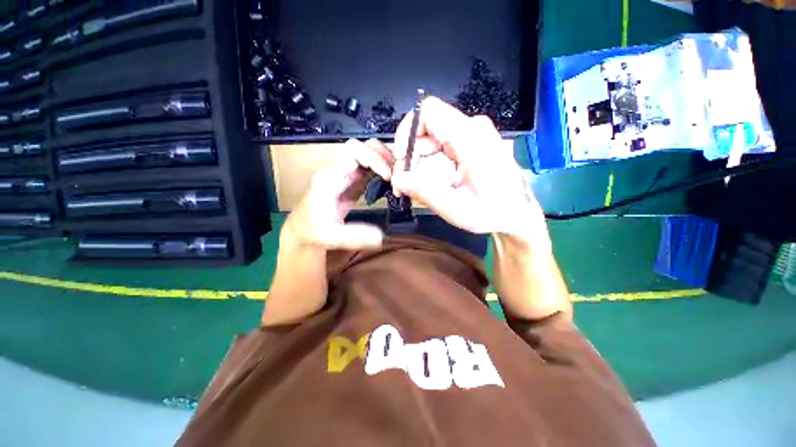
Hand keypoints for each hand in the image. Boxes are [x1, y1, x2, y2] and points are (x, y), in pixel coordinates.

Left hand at [282, 139, 393, 249]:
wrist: (305, 229)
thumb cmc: (313, 231)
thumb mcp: (332, 236)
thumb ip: (355, 235)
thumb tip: (381, 235)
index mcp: (331, 177)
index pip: (353, 153)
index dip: (374, 160)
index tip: (389, 177)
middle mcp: (338, 171)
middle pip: (361, 146)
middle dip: (381, 155)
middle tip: (397, 173)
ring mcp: (346, 174)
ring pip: (366, 154)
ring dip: (384, 160)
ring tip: (397, 176)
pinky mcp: (353, 181)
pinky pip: (370, 167)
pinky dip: (383, 169)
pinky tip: (391, 181)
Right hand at [391, 97, 543, 235]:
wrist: (517, 214)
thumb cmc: (493, 212)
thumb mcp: (456, 207)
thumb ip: (424, 192)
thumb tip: (398, 179)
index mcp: (470, 137)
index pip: (428, 112)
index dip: (407, 130)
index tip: (401, 158)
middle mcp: (472, 129)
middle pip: (426, 126)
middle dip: (409, 152)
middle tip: (403, 180)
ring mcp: (471, 135)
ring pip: (430, 136)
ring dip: (416, 158)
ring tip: (411, 184)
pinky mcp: (469, 144)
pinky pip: (439, 144)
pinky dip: (426, 160)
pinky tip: (424, 179)